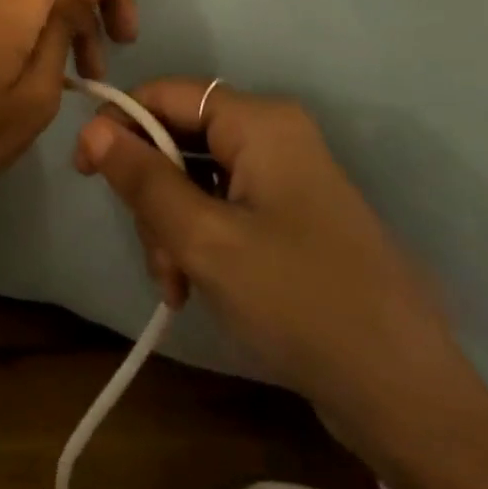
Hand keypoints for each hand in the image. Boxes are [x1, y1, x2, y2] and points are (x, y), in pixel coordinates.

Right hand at [74, 79, 461, 456]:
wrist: (403, 395)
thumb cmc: (298, 300)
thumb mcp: (205, 238)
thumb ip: (143, 178)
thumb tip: (91, 128)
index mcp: (260, 122)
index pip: (166, 94)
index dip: (118, 123)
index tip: (84, 172)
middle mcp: (273, 137)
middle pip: (179, 140)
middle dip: (153, 197)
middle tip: (156, 257)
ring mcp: (284, 180)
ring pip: (195, 180)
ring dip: (172, 229)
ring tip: (177, 287)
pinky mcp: (289, 219)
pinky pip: (223, 209)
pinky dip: (199, 242)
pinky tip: (195, 289)